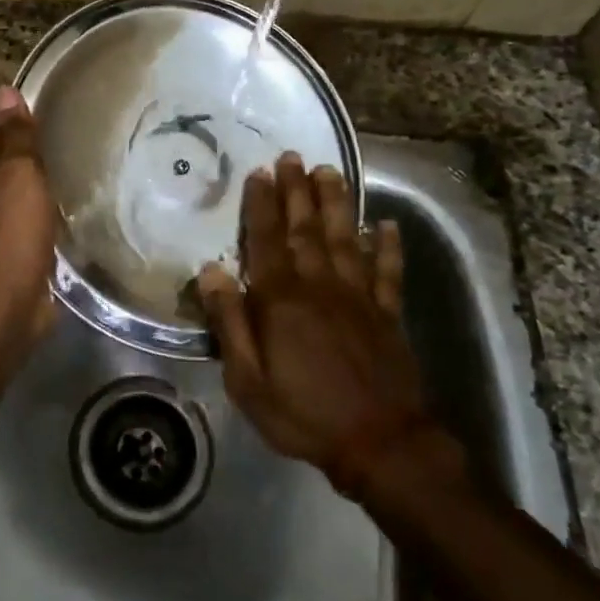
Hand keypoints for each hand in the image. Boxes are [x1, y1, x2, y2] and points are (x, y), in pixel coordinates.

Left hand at [0, 86, 56, 344]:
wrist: (7, 305)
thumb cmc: (10, 233)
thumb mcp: (18, 174)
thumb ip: (15, 134)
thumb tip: (5, 90)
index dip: (23, 138)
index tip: (55, 139)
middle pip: (3, 172)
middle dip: (32, 169)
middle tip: (69, 162)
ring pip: (15, 202)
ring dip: (38, 199)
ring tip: (71, 189)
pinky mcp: (1, 258)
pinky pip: (24, 229)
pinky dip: (40, 225)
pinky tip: (63, 222)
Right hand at [198, 153, 460, 498]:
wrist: (380, 444)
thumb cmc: (303, 414)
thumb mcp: (247, 380)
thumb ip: (229, 322)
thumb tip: (211, 271)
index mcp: (281, 300)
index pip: (266, 240)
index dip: (261, 204)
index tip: (259, 172)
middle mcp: (319, 286)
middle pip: (306, 229)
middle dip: (298, 190)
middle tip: (294, 156)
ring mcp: (358, 297)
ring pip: (345, 238)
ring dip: (337, 203)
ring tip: (331, 171)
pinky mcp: (387, 314)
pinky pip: (388, 272)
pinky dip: (387, 247)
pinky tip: (385, 224)